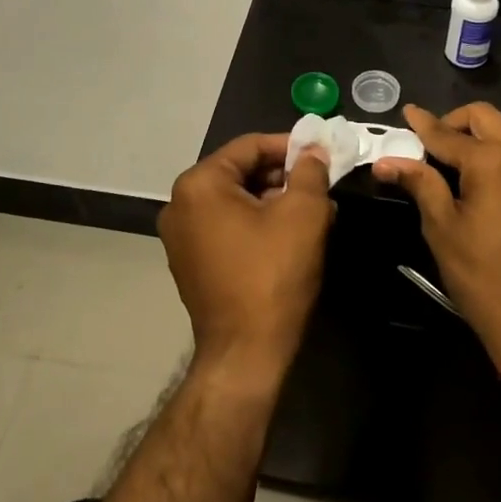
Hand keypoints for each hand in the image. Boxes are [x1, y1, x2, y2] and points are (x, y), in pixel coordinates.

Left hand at [160, 134, 336, 380]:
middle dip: (282, 175)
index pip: (249, 146)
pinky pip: (226, 226)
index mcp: (199, 184)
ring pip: (235, 200)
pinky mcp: (190, 262)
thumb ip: (310, 172)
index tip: (321, 154)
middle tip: (319, 184)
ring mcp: (181, 236)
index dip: (289, 146)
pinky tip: (288, 235)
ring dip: (273, 200)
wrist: (245, 355)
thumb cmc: (273, 275)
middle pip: (240, 172)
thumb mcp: (303, 214)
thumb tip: (313, 151)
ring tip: (312, 211)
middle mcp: (180, 204)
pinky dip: (256, 223)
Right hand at [373, 104, 500, 365]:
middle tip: (431, 140)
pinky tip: (485, 170)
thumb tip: (386, 161)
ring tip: (458, 153)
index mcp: (492, 162)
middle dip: (454, 121)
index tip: (407, 111)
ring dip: (481, 130)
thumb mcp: (442, 228)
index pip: (447, 134)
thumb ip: (419, 184)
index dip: (423, 124)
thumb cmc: (481, 275)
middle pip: (484, 116)